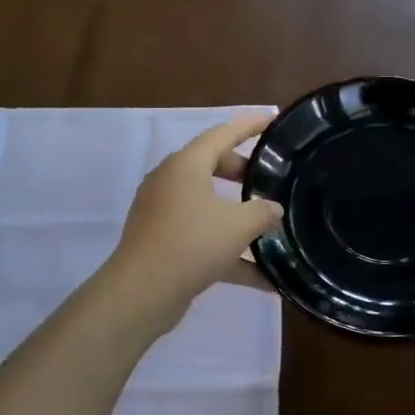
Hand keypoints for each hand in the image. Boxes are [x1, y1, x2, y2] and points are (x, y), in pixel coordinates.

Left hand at [104, 113, 284, 316]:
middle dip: (243, 173)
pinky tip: (263, 279)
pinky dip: (229, 252)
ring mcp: (163, 213)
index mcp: (186, 165)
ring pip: (208, 205)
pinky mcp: (162, 241)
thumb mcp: (238, 226)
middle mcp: (171, 182)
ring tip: (270, 226)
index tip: (272, 121)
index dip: (249, 126)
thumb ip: (263, 212)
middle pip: (212, 166)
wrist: (141, 293)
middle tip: (271, 180)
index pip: (222, 134)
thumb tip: (273, 209)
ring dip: (238, 217)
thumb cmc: (191, 244)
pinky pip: (202, 237)